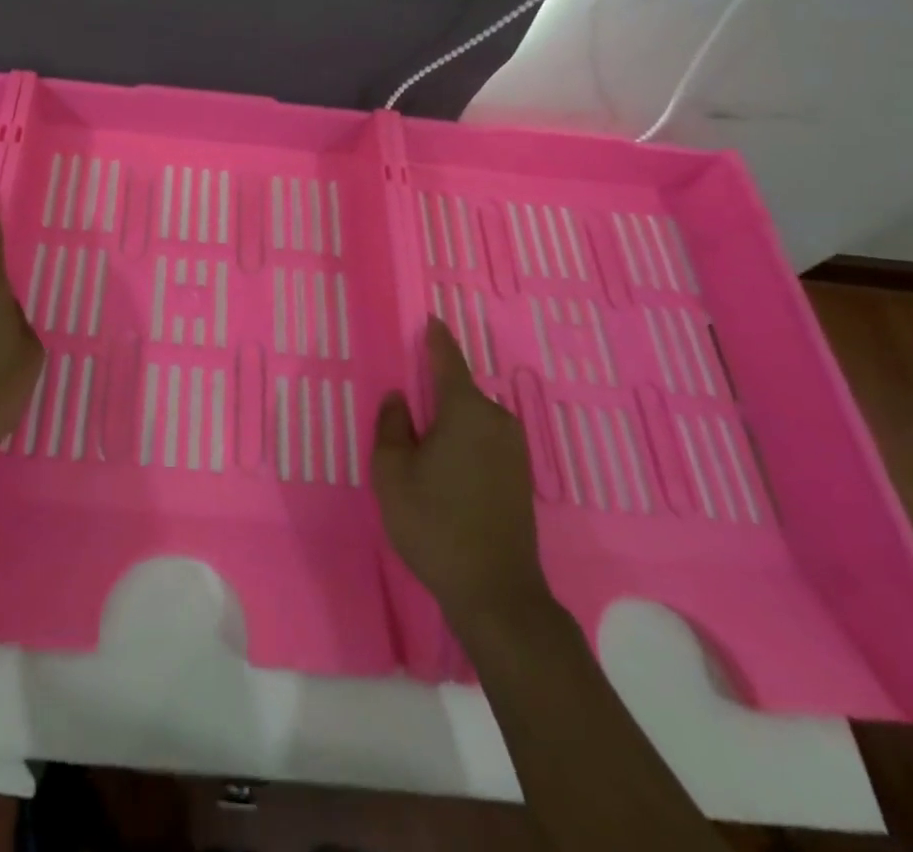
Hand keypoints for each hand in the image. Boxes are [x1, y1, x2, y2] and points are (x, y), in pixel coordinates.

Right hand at [372, 318, 550, 623]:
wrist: (496, 592)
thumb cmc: (435, 524)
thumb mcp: (392, 473)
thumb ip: (391, 426)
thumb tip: (399, 398)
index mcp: (465, 410)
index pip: (448, 360)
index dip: (436, 339)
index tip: (430, 319)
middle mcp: (497, 420)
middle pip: (459, 392)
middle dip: (434, 394)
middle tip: (405, 413)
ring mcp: (514, 449)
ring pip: (472, 419)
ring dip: (449, 423)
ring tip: (420, 449)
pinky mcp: (520, 476)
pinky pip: (484, 440)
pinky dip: (463, 442)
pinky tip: (445, 470)